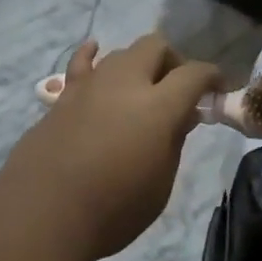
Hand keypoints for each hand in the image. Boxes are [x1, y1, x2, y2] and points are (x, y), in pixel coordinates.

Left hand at [3, 36, 222, 260]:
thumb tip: (182, 116)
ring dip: (138, 64)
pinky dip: (92, 55)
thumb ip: (173, 143)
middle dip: (173, 61)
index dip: (212, 77)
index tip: (217, 89)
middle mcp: (125, 84)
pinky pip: (81, 64)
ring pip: (120, 53)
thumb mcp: (160, 185)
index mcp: (158, 107)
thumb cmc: (113, 210)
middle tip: (178, 90)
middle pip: (155, 47)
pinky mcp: (62, 98)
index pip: (194, 74)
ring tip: (141, 89)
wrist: (43, 214)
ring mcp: (89, 86)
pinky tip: (96, 52)